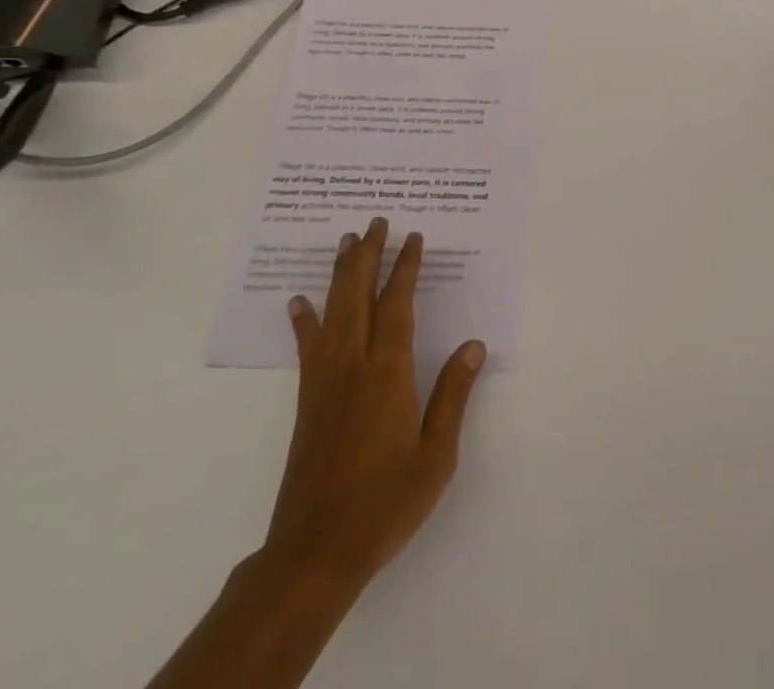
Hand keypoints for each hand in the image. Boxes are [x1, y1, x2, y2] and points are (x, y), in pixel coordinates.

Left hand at [262, 217, 486, 599]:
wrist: (315, 553)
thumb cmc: (385, 503)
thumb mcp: (436, 455)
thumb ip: (453, 395)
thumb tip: (474, 345)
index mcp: (388, 373)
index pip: (397, 305)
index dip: (405, 268)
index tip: (413, 238)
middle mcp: (352, 366)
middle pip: (358, 296)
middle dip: (368, 256)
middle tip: (376, 222)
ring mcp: (324, 382)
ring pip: (332, 312)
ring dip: (340, 274)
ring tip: (346, 242)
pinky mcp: (307, 401)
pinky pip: (307, 347)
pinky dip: (304, 320)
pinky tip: (299, 302)